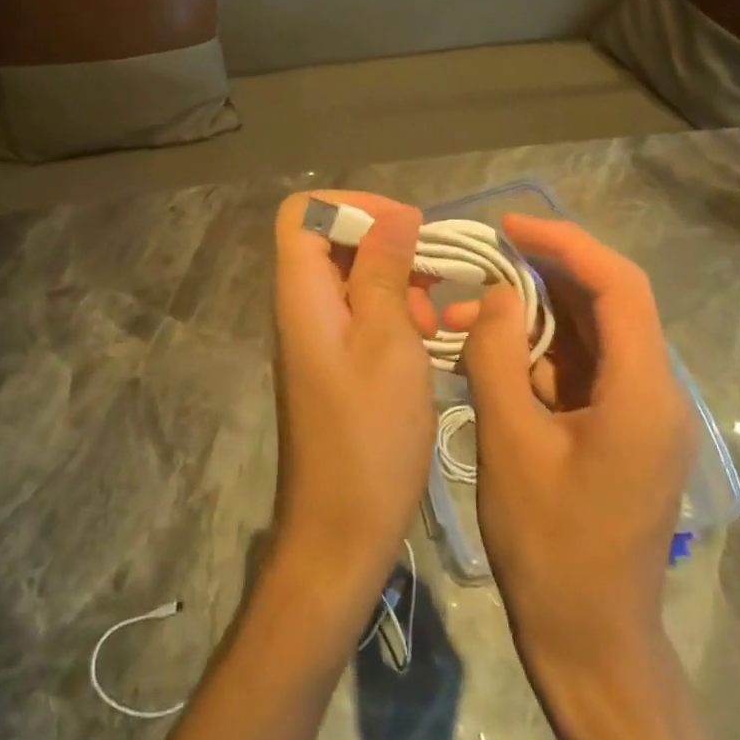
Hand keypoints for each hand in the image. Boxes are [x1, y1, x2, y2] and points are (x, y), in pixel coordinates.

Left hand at [269, 190, 437, 599]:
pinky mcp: (335, 363)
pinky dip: (396, 314)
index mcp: (302, 294)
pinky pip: (362, 315)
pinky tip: (431, 340)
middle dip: (387, 245)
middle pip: (332, 242)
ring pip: (353, 278)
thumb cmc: (369, 438)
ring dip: (398, 282)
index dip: (352, 205)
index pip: (303, 213)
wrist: (340, 534)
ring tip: (437, 315)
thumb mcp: (388, 343)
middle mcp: (302, 307)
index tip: (406, 226)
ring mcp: (317, 337)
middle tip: (433, 277)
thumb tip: (394, 212)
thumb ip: (385, 271)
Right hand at [452, 217, 739, 739]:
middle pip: (606, 304)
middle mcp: (654, 394)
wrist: (590, 645)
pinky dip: (536, 355)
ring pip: (587, 337)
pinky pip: (579, 372)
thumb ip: (499, 355)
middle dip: (542, 276)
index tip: (509, 227)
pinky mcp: (619, 433)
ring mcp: (638, 416)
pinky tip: (488, 358)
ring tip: (466, 314)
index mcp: (642, 393)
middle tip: (480, 263)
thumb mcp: (509, 441)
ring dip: (531, 318)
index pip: (618, 286)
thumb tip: (498, 294)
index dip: (566, 243)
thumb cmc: (549, 546)